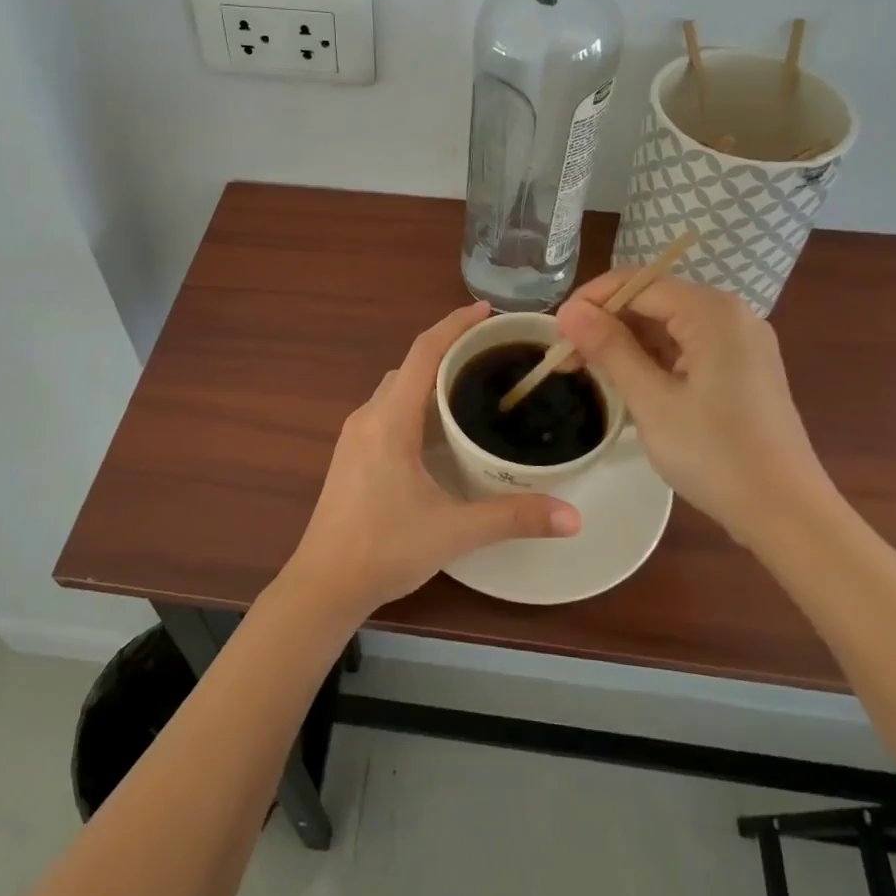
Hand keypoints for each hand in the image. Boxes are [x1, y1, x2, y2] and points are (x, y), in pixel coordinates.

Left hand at [284, 301, 580, 621]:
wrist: (323, 584)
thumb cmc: (383, 550)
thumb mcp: (453, 532)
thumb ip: (513, 518)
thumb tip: (573, 516)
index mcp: (390, 420)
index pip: (423, 352)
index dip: (454, 324)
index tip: (486, 310)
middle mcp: (368, 416)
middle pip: (410, 365)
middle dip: (448, 348)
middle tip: (492, 351)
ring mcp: (354, 434)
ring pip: (396, 387)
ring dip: (429, 376)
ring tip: (471, 383)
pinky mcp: (351, 452)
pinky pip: (387, 407)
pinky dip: (415, 399)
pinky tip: (439, 425)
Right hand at [556, 274, 834, 538]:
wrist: (787, 513)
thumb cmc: (715, 455)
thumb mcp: (652, 401)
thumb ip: (609, 348)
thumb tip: (568, 311)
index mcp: (712, 312)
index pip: (637, 283)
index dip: (591, 302)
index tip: (556, 335)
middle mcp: (731, 313)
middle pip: (653, 299)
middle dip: (607, 323)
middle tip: (568, 358)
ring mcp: (741, 340)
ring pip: (668, 323)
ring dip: (627, 342)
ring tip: (591, 372)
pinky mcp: (743, 366)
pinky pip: (687, 344)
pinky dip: (654, 357)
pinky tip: (630, 381)